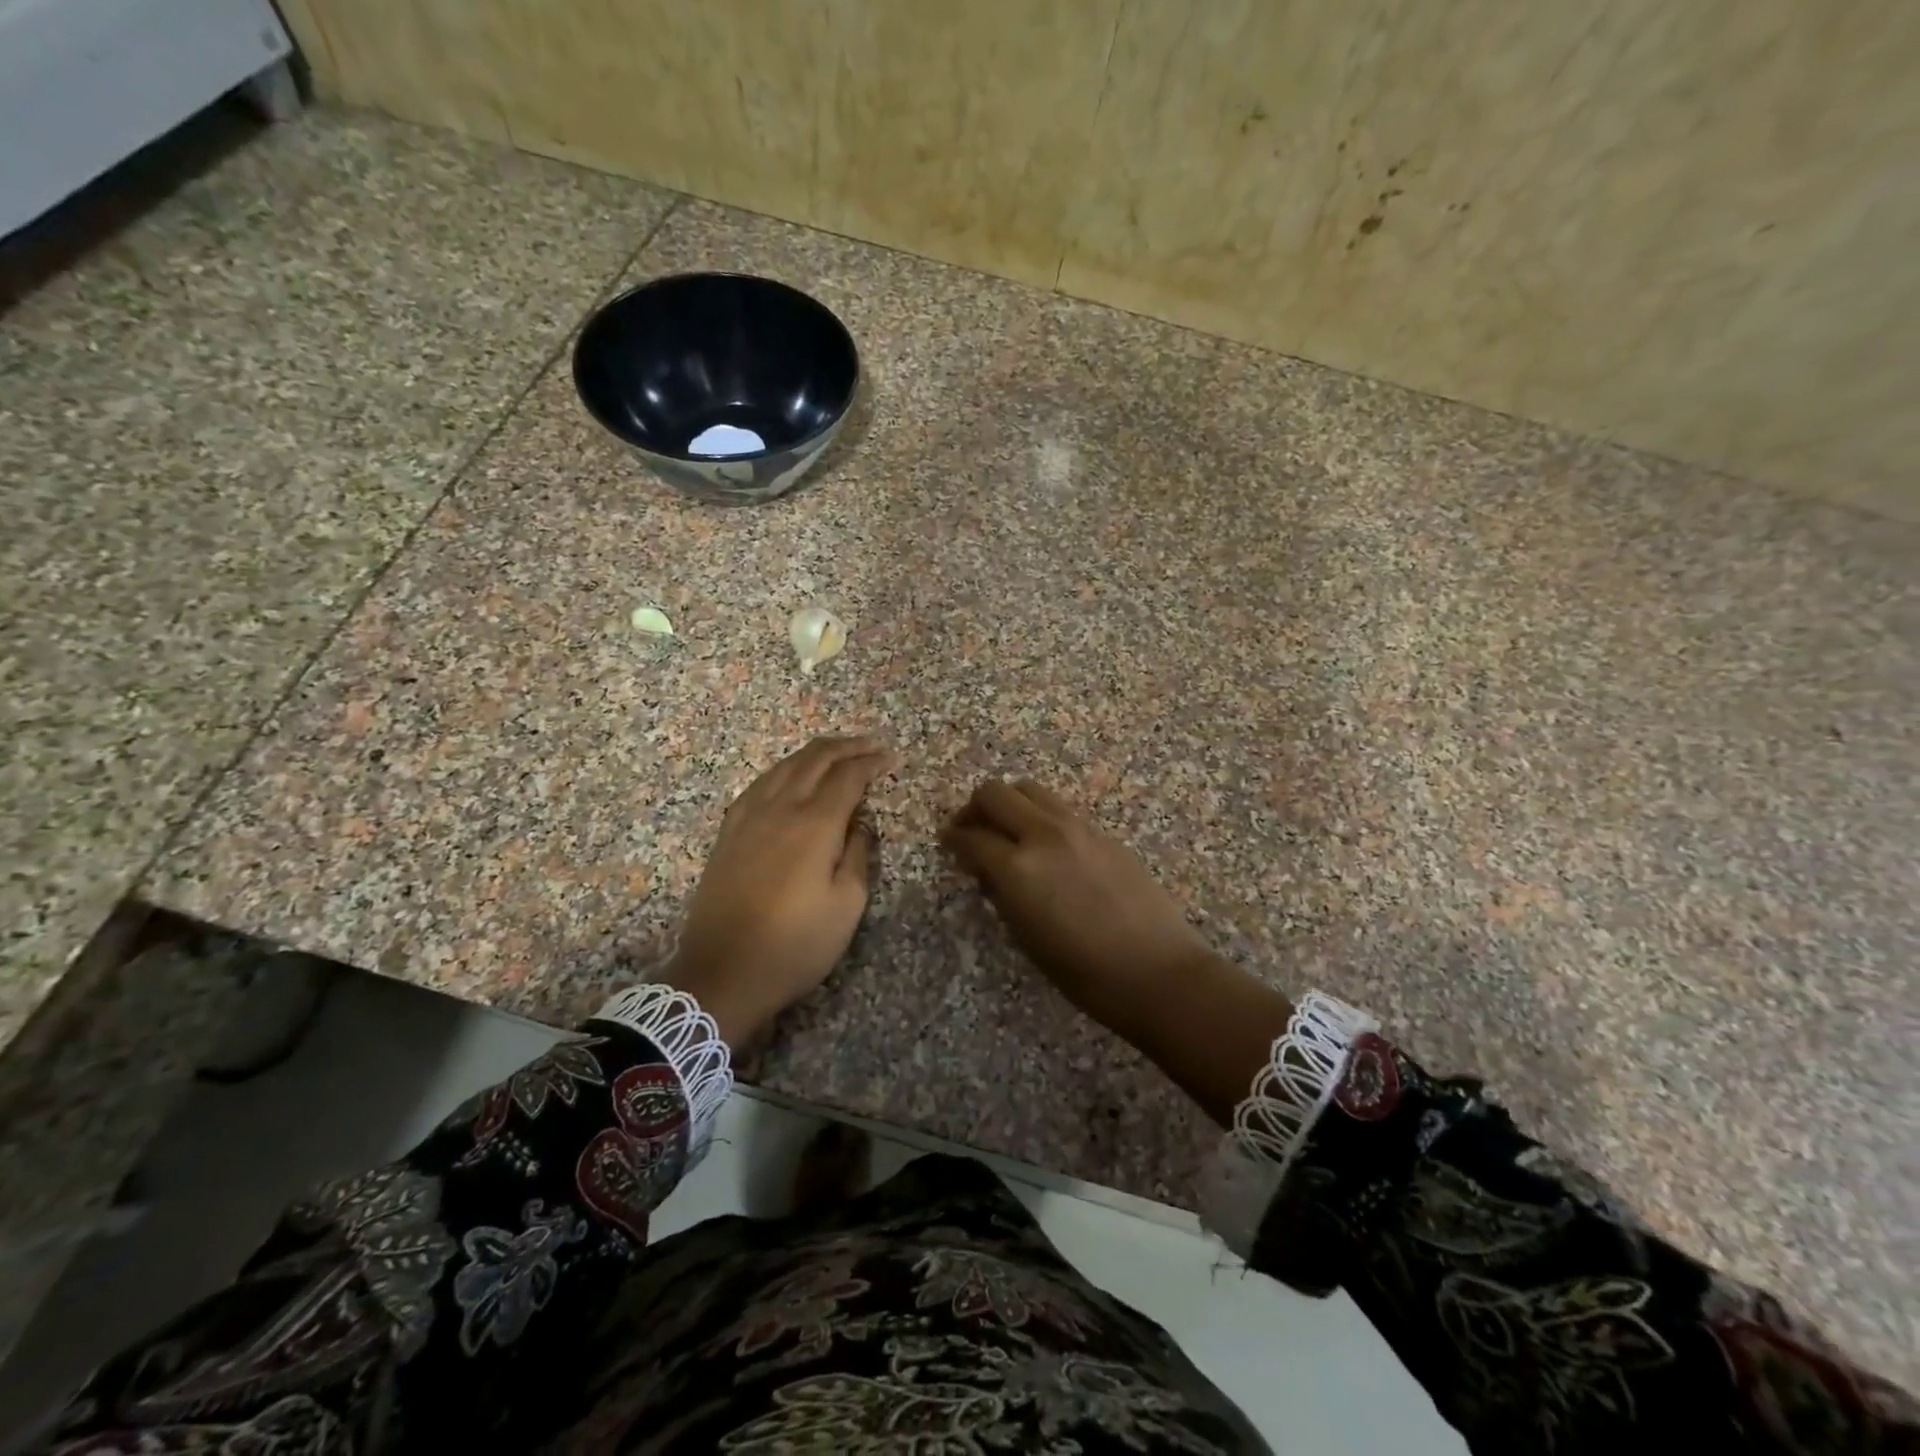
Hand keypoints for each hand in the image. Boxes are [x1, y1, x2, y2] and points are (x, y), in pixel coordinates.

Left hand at [661, 736, 894, 1046]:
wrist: (722, 972)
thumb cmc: (795, 945)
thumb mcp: (846, 906)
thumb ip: (857, 855)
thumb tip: (859, 823)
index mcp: (814, 825)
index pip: (847, 777)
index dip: (871, 762)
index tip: (891, 757)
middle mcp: (780, 809)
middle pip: (814, 760)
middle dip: (846, 747)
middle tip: (871, 744)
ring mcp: (748, 817)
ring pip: (784, 766)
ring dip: (814, 752)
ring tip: (837, 751)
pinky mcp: (729, 832)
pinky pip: (759, 783)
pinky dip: (783, 769)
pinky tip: (789, 774)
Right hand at [941, 779, 1214, 1038]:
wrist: (1156, 971)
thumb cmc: (1083, 972)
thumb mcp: (1026, 938)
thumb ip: (1002, 894)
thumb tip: (989, 871)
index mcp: (1018, 868)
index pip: (972, 837)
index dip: (953, 838)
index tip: (947, 841)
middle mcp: (1044, 834)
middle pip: (995, 793)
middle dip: (975, 807)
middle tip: (972, 829)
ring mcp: (1078, 827)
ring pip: (1030, 790)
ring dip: (1010, 803)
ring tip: (1009, 830)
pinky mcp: (1104, 832)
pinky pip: (1060, 808)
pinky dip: (1041, 815)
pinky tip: (1046, 844)